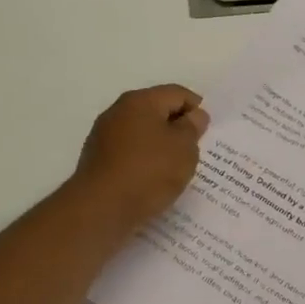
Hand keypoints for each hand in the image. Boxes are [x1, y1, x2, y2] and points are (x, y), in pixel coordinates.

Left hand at [72, 84, 209, 228]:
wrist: (100, 209)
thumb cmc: (149, 171)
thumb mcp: (184, 147)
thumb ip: (192, 127)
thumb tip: (193, 115)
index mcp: (140, 100)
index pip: (177, 93)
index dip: (197, 108)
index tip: (208, 131)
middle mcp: (118, 111)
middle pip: (156, 110)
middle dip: (177, 126)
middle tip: (195, 149)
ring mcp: (103, 136)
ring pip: (142, 133)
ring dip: (160, 145)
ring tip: (175, 167)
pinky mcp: (97, 160)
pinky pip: (129, 152)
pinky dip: (144, 160)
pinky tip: (153, 179)